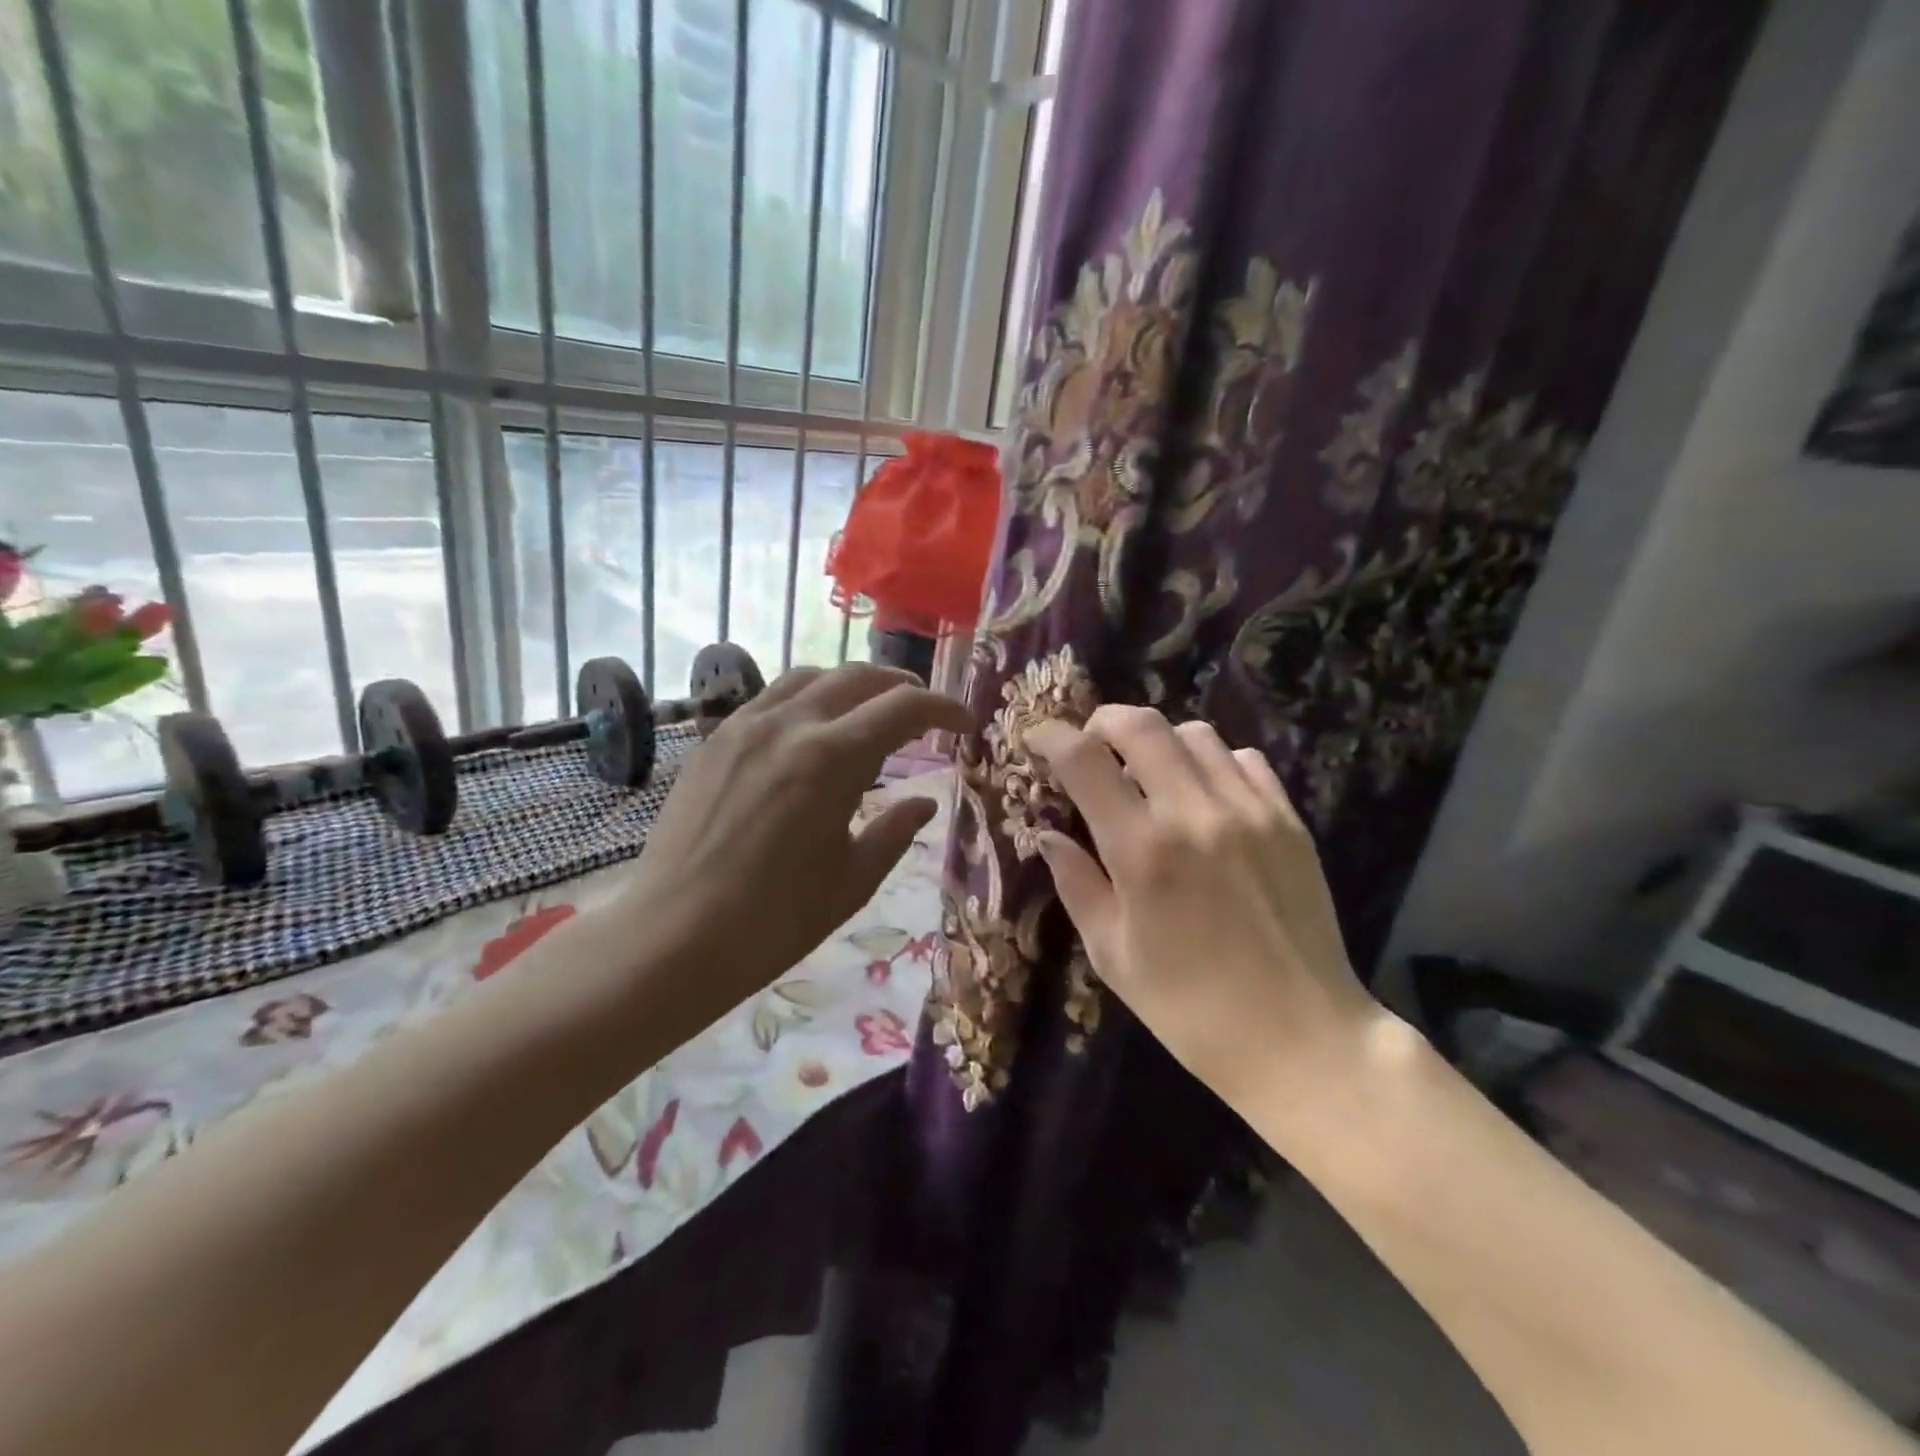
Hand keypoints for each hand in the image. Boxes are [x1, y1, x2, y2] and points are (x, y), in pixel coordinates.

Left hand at [623, 663, 970, 1010]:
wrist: (673, 938)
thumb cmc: (774, 920)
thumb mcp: (852, 880)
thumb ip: (894, 831)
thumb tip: (924, 803)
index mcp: (832, 758)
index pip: (904, 707)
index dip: (944, 708)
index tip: (965, 723)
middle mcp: (790, 724)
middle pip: (858, 677)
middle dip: (901, 687)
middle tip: (924, 711)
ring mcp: (744, 726)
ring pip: (810, 677)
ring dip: (851, 685)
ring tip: (869, 710)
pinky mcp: (714, 741)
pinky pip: (770, 699)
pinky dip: (807, 700)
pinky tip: (811, 731)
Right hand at [1026, 707, 1379, 1103]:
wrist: (1301, 1039)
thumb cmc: (1189, 1009)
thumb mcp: (1112, 954)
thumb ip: (1076, 883)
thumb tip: (1048, 836)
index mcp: (1141, 851)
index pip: (1084, 760)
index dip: (1051, 738)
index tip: (1037, 739)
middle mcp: (1194, 813)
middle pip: (1141, 724)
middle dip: (1103, 723)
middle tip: (1091, 748)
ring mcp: (1250, 811)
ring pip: (1194, 733)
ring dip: (1158, 742)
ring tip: (1148, 776)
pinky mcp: (1289, 821)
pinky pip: (1244, 760)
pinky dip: (1211, 762)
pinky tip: (1203, 796)